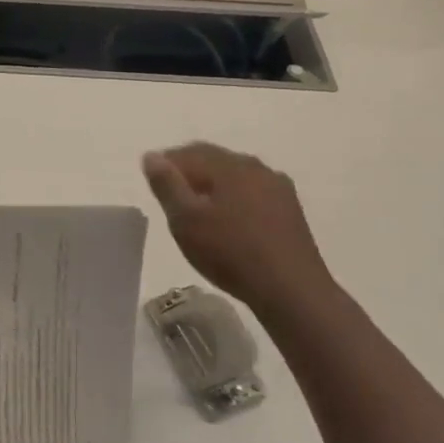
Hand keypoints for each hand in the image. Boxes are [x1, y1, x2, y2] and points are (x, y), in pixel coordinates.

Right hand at [142, 143, 338, 321]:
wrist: (291, 290)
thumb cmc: (230, 252)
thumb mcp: (185, 220)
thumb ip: (166, 184)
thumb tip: (152, 155)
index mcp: (230, 165)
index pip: (189, 152)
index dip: (166, 164)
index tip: (152, 184)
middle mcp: (256, 168)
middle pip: (214, 160)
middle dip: (190, 173)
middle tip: (171, 198)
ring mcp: (278, 189)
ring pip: (235, 177)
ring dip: (213, 186)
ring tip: (198, 211)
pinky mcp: (290, 211)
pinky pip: (252, 194)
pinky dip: (234, 200)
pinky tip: (229, 223)